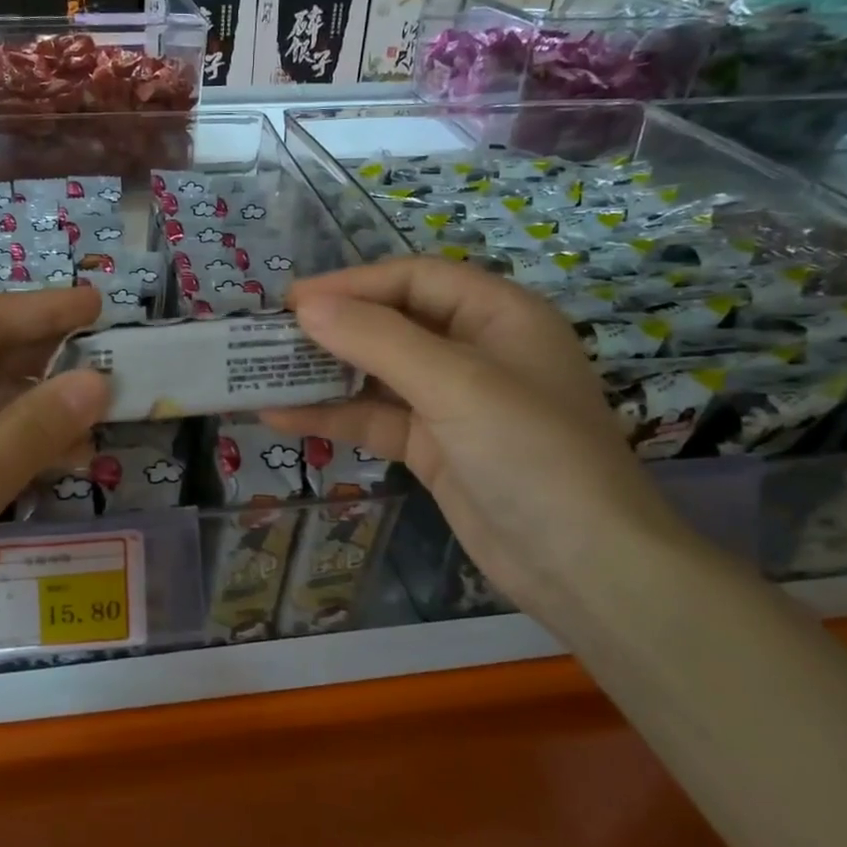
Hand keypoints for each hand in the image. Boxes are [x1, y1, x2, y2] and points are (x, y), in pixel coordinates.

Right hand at [264, 258, 698, 630]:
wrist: (584, 567)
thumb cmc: (531, 453)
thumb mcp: (455, 383)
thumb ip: (378, 339)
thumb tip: (305, 307)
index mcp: (498, 314)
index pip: (414, 278)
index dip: (353, 283)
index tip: (291, 301)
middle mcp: (476, 349)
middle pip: (393, 322)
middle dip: (333, 328)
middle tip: (270, 335)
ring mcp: (453, 402)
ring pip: (378, 373)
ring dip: (324, 373)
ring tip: (263, 373)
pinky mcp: (435, 447)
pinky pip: (375, 419)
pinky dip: (333, 416)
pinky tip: (281, 416)